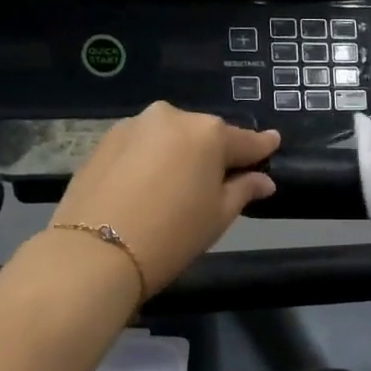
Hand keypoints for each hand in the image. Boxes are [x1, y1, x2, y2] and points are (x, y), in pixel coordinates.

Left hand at [48, 103, 279, 295]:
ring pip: (170, 137)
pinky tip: (150, 185)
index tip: (273, 143)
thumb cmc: (172, 235)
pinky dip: (152, 159)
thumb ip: (243, 190)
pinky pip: (142, 146)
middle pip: (204, 134)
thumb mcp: (218, 216)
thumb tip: (263, 180)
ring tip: (181, 184)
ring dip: (180, 154)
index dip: (261, 147)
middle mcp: (171, 117)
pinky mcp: (104, 141)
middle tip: (221, 178)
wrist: (96, 252)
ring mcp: (133, 126)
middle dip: (215, 152)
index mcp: (208, 133)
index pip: (244, 140)